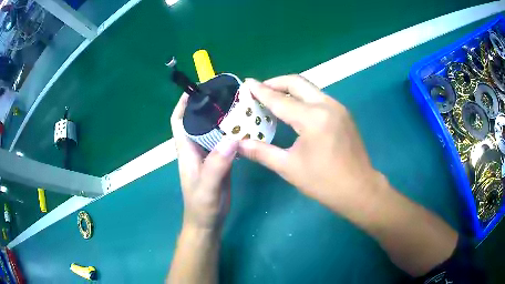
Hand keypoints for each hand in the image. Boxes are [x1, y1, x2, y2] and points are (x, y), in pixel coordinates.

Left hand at [171, 93, 237, 230]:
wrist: (208, 222)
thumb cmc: (201, 206)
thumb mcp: (207, 187)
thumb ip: (217, 165)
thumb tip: (232, 138)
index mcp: (186, 150)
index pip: (178, 121)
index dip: (183, 105)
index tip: (196, 89)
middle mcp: (195, 148)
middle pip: (198, 121)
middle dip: (207, 106)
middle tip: (226, 93)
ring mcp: (208, 154)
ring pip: (212, 130)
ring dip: (222, 118)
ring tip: (239, 105)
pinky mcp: (219, 161)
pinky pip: (224, 141)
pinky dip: (232, 132)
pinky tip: (245, 127)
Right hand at [239, 75, 384, 212]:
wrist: (359, 189)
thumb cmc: (323, 182)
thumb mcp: (289, 167)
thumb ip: (262, 152)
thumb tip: (238, 144)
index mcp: (312, 118)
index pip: (280, 99)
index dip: (260, 91)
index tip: (247, 82)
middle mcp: (327, 105)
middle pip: (297, 82)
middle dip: (276, 83)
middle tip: (260, 90)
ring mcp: (338, 108)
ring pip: (309, 88)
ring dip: (290, 89)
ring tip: (274, 99)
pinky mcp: (344, 114)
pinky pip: (319, 97)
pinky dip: (303, 98)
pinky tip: (295, 109)